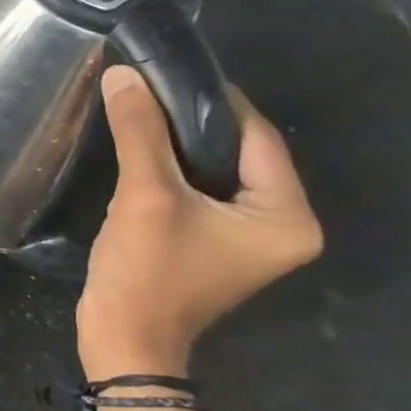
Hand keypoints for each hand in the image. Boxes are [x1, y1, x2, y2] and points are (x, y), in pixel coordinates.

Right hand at [76, 65, 322, 379]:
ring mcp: (246, 237)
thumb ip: (139, 132)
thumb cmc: (147, 272)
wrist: (123, 338)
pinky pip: (200, 191)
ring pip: (215, 171)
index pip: (258, 138)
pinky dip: (173, 170)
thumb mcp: (145, 196)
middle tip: (147, 92)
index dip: (214, 101)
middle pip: (239, 153)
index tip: (169, 72)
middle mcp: (281, 225)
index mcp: (287, 217)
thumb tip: (123, 75)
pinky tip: (139, 154)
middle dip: (192, 122)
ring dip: (178, 145)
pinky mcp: (213, 243)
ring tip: (138, 115)